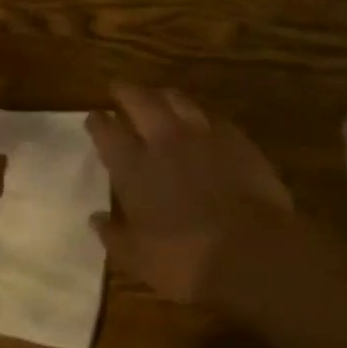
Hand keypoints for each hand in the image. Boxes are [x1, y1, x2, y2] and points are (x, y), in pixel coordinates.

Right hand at [85, 84, 297, 305]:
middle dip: (125, 91)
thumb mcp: (137, 258)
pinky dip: (199, 116)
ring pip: (177, 99)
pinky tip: (201, 123)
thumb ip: (113, 235)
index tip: (94, 116)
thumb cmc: (186, 259)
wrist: (252, 250)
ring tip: (158, 97)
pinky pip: (211, 116)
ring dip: (162, 95)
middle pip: (140, 100)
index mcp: (133, 166)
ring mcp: (202, 135)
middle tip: (119, 89)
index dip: (98, 121)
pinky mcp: (236, 139)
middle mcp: (164, 140)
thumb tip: (96, 218)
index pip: (107, 131)